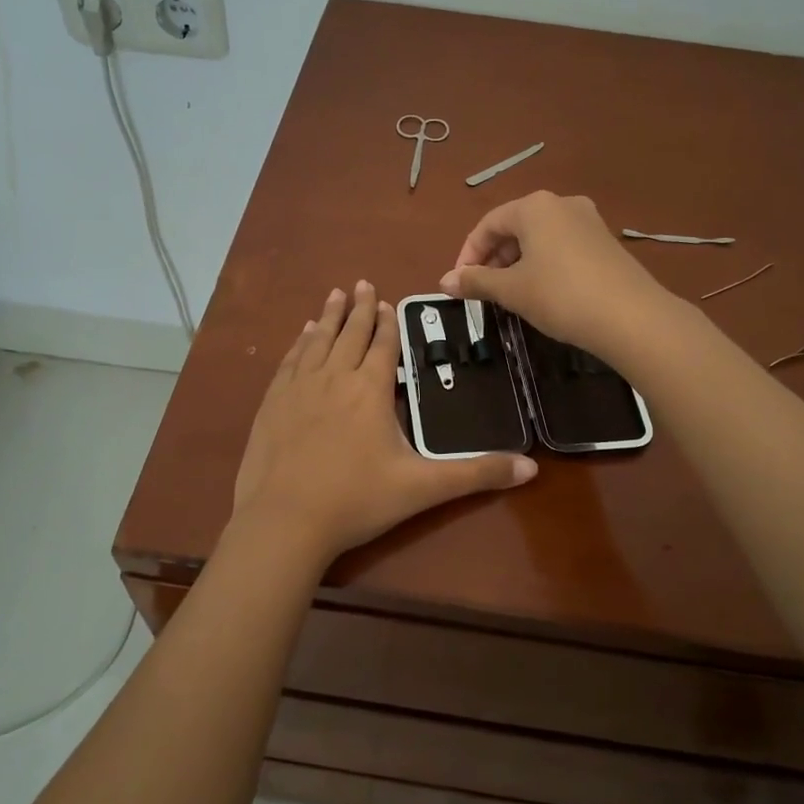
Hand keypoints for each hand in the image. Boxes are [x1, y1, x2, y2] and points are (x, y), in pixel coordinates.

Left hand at [232, 281, 536, 567]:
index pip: (383, 345)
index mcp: (371, 390)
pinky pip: (290, 361)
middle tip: (363, 283)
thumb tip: (531, 469)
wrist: (285, 521)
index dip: (389, 322)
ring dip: (329, 316)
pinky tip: (302, 335)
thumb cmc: (357, 501)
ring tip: (336, 295)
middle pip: (350, 333)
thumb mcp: (423, 488)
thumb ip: (476, 474)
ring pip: (318, 340)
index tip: (389, 301)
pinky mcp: (272, 403)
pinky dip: (299, 342)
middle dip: (360, 308)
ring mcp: (299, 388)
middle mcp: (335, 378)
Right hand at [439, 192, 671, 356]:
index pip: (488, 224)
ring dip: (518, 263)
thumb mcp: (512, 290)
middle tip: (484, 291)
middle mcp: (562, 204)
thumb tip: (444, 281)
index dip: (468, 254)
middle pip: (515, 227)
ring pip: (540, 238)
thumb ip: (476, 281)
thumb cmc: (560, 296)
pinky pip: (563, 247)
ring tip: (511, 295)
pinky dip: (544, 265)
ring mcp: (589, 221)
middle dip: (494, 258)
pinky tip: (544, 293)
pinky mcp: (606, 242)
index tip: (460, 284)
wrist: (632, 317)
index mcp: (534, 207)